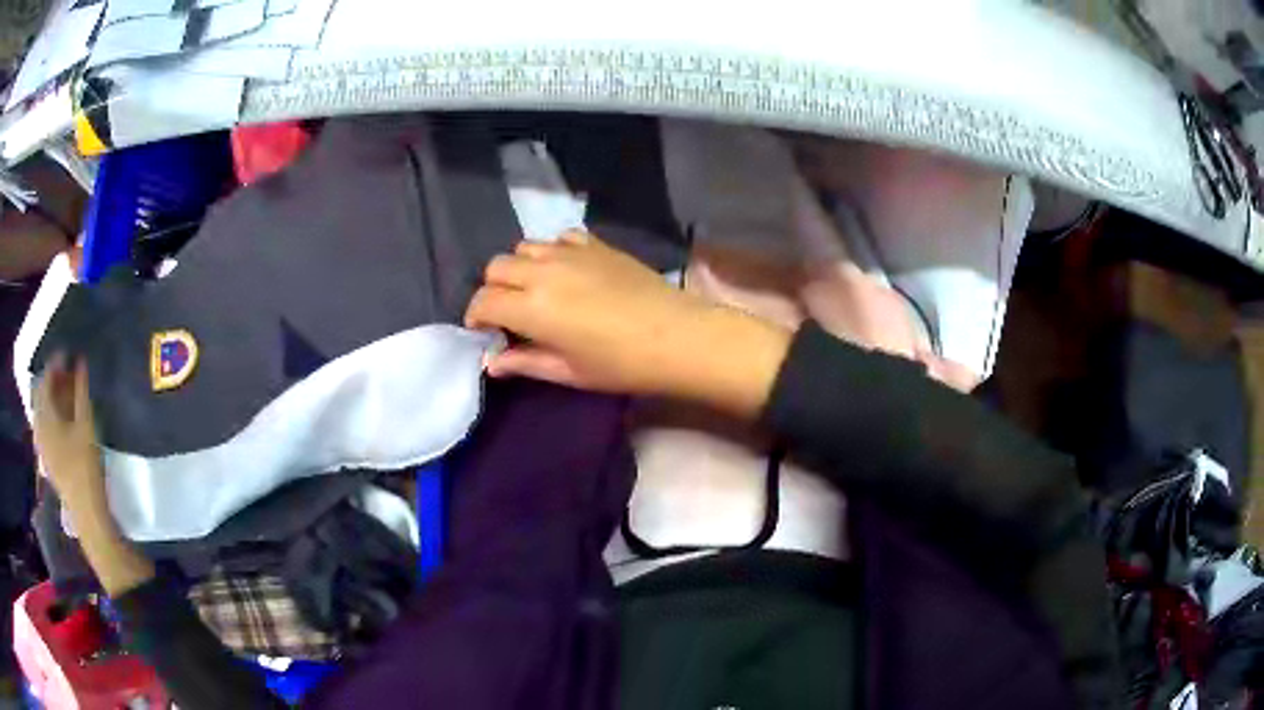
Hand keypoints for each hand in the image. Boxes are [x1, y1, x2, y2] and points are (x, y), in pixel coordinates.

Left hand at [33, 354, 106, 508]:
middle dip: (52, 381)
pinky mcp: (46, 460)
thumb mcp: (87, 425)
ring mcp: (41, 446)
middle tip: (66, 374)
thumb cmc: (85, 466)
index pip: (46, 378)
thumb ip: (82, 391)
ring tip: (64, 396)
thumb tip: (80, 361)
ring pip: (41, 412)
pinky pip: (43, 428)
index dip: (56, 363)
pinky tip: (60, 421)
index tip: (69, 355)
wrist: (87, 513)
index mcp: (45, 415)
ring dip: (51, 400)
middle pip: (40, 394)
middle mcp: (38, 426)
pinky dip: (50, 417)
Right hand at [465, 232, 790, 416]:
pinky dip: (553, 251)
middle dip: (493, 289)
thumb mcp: (568, 372)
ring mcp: (570, 252)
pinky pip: (559, 237)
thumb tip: (491, 362)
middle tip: (510, 313)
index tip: (485, 331)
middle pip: (496, 267)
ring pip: (524, 247)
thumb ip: (524, 362)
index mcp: (531, 306)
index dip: (476, 316)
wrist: (676, 336)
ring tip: (537, 290)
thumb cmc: (620, 364)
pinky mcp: (596, 244)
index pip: (484, 301)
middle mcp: (543, 271)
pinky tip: (567, 271)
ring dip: (521, 267)